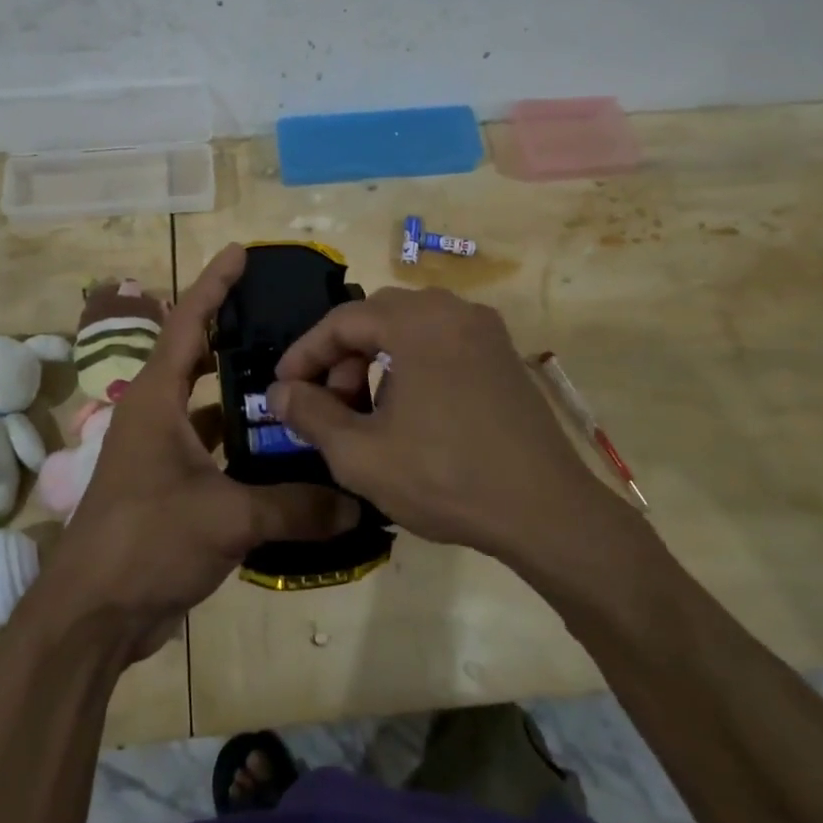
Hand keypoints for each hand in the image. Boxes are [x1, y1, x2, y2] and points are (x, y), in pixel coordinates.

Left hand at [20, 245, 358, 660]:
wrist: (93, 616)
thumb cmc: (146, 542)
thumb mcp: (226, 517)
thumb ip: (295, 506)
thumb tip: (357, 503)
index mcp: (156, 400)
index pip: (188, 323)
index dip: (214, 284)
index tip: (240, 253)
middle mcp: (156, 416)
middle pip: (199, 358)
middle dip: (237, 335)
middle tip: (288, 320)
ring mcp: (162, 454)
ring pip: (211, 409)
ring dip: (246, 397)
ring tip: (300, 383)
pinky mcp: (171, 489)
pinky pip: (215, 451)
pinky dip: (245, 447)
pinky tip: (286, 455)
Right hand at [267, 287, 633, 567]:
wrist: (545, 512)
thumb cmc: (444, 478)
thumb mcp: (361, 454)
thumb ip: (311, 415)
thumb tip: (278, 392)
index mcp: (417, 323)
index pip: (342, 320)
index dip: (306, 353)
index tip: (283, 387)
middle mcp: (453, 311)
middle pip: (376, 316)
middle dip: (342, 356)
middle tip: (328, 401)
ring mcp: (485, 331)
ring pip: (410, 328)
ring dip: (376, 358)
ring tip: (366, 410)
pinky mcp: (503, 356)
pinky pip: (442, 342)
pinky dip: (411, 363)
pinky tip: (408, 410)